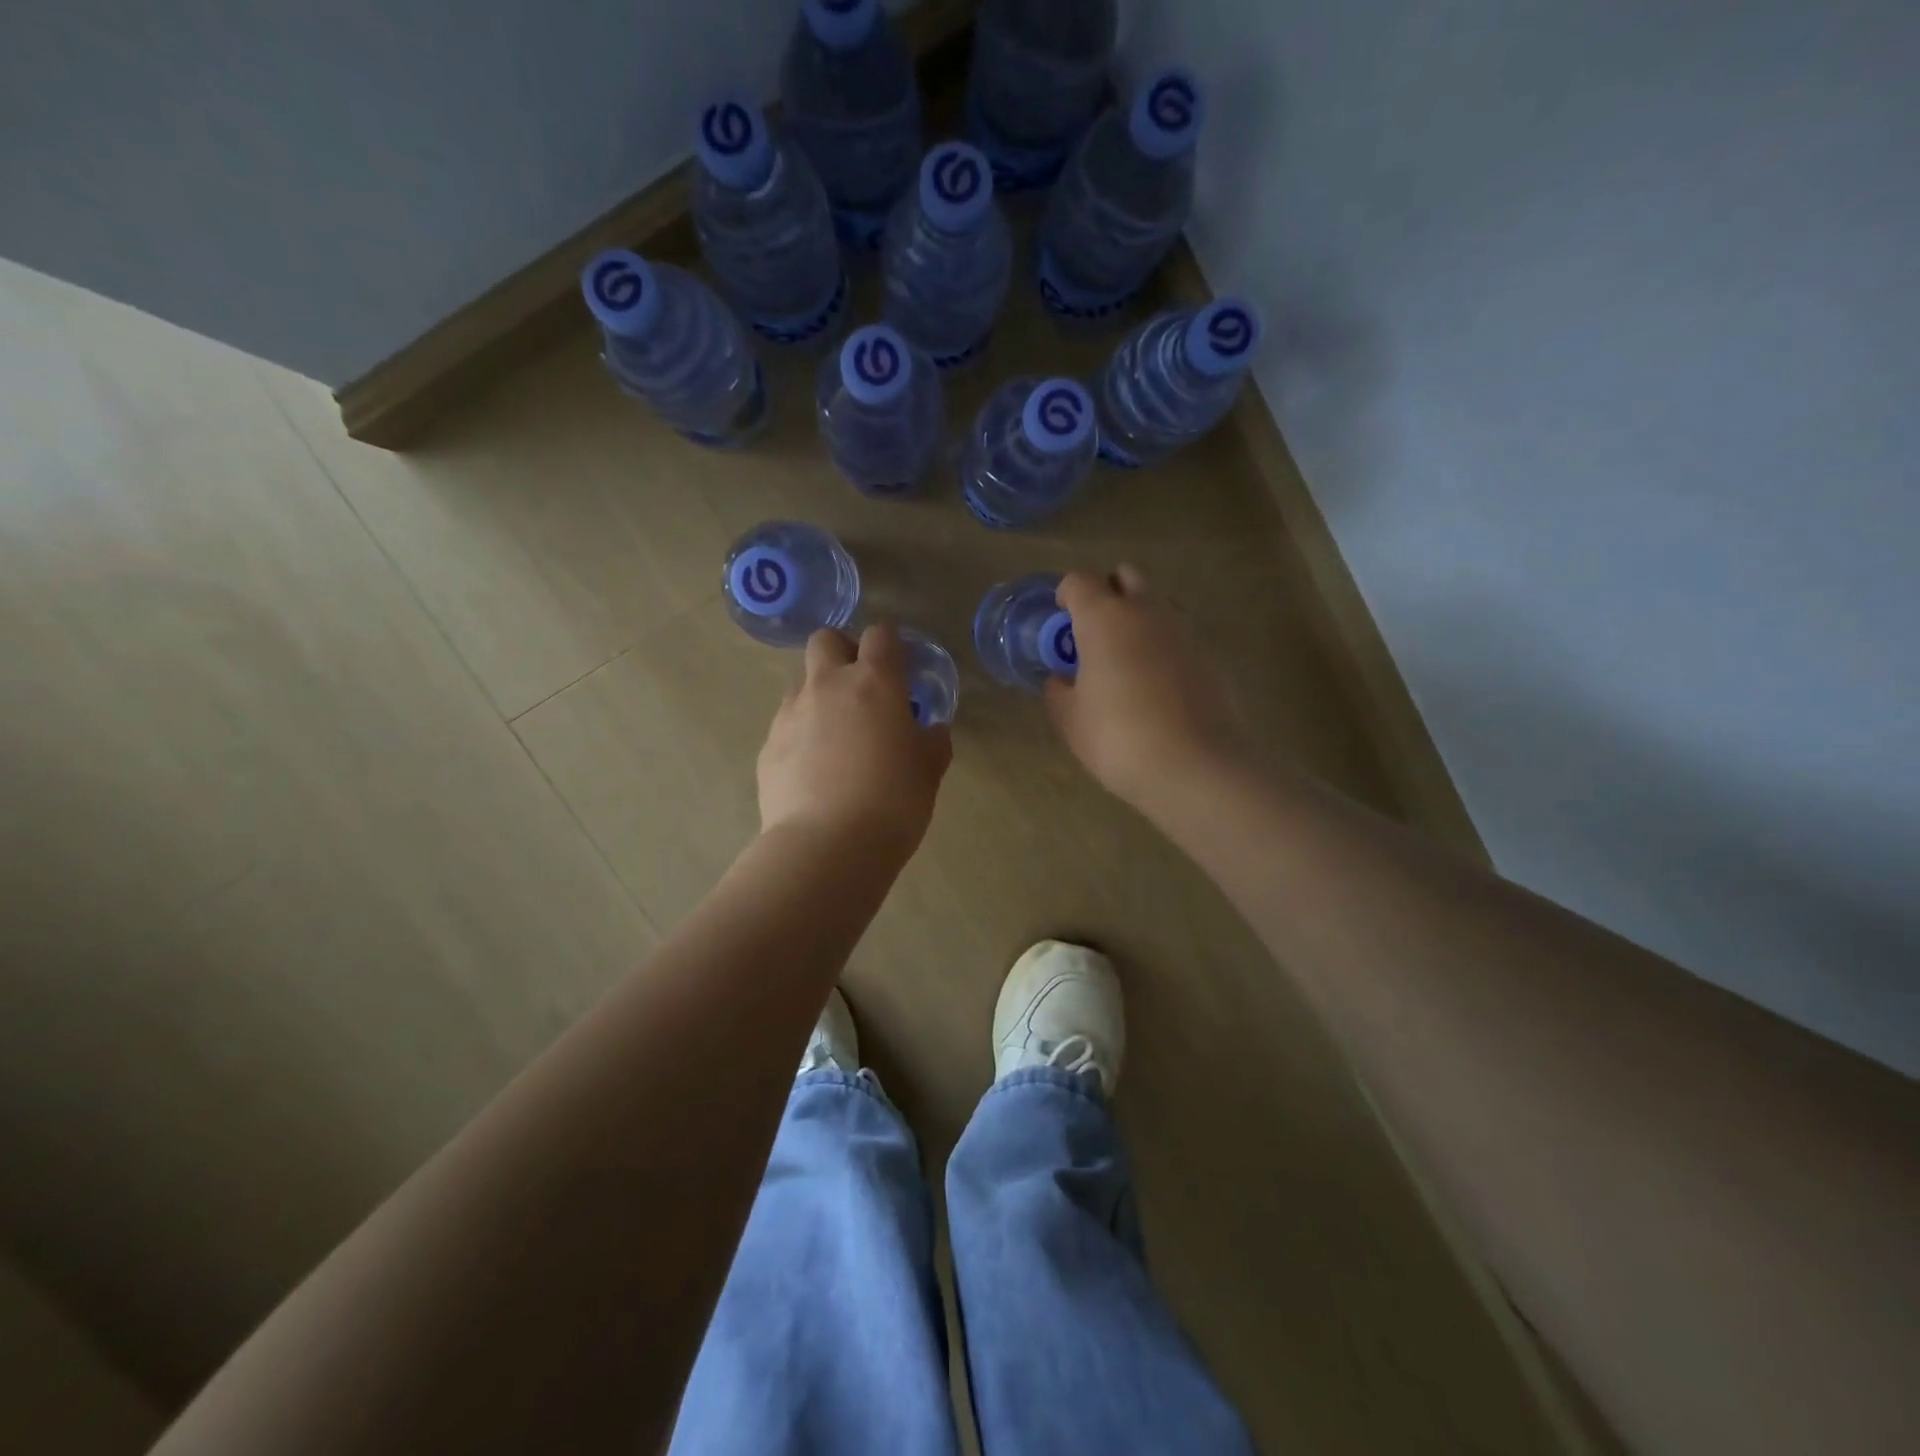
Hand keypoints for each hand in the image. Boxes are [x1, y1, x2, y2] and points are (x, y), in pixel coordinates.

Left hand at [758, 624, 951, 860]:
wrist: (826, 845)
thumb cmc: (892, 802)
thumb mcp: (928, 771)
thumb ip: (932, 742)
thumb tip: (930, 730)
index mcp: (874, 683)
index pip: (880, 634)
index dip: (891, 643)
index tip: (900, 666)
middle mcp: (827, 686)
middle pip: (825, 639)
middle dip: (843, 651)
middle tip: (861, 688)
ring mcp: (790, 714)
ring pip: (802, 682)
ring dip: (820, 695)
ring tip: (836, 737)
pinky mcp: (768, 745)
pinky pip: (786, 724)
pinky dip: (801, 734)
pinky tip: (814, 770)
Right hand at [1044, 566, 1249, 810]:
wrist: (1195, 767)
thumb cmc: (1118, 738)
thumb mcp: (1071, 720)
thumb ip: (1059, 691)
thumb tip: (1061, 679)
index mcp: (1105, 618)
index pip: (1079, 581)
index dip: (1066, 597)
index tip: (1061, 625)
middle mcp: (1147, 611)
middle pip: (1126, 577)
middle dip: (1108, 594)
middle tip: (1094, 635)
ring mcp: (1184, 631)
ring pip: (1157, 604)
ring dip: (1139, 619)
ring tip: (1126, 663)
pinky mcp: (1210, 657)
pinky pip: (1179, 637)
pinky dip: (1163, 648)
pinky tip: (1156, 688)